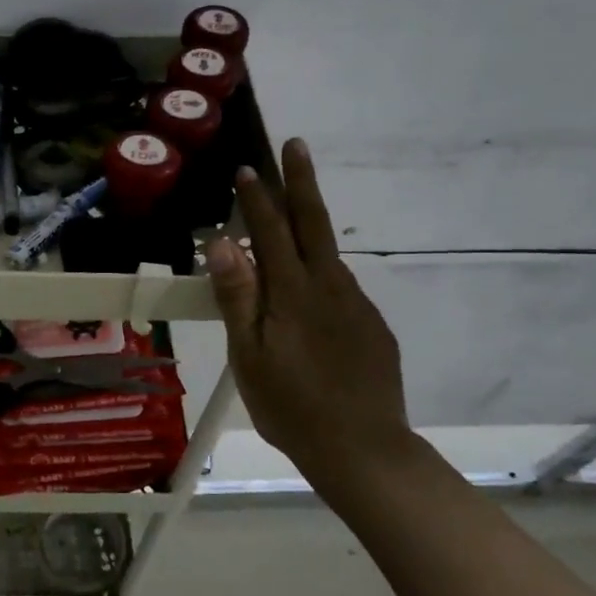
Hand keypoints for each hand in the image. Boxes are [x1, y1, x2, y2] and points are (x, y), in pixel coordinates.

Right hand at [206, 138, 415, 493]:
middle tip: (296, 145)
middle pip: (314, 224)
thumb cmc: (291, 406)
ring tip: (289, 219)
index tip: (246, 169)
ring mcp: (356, 306)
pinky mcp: (372, 328)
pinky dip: (320, 272)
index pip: (272, 232)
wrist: (364, 450)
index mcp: (294, 294)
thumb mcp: (248, 356)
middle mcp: (330, 288)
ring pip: (328, 256)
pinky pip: (340, 288)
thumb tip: (223, 243)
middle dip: (302, 182)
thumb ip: (237, 297)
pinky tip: (309, 295)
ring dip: (309, 227)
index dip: (258, 199)